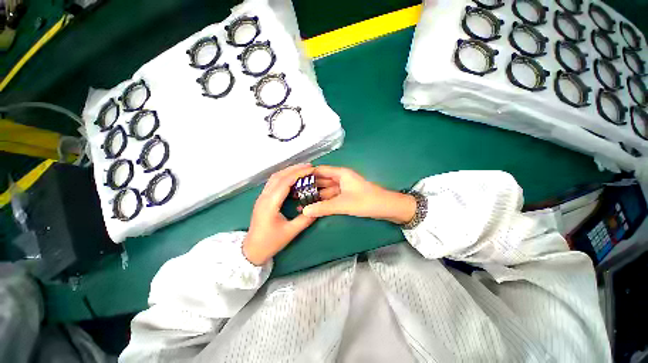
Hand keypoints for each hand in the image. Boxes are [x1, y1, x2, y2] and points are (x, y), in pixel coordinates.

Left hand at [243, 164, 316, 265]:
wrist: (252, 250)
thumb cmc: (270, 242)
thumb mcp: (290, 232)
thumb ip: (305, 219)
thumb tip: (318, 209)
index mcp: (270, 204)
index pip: (285, 182)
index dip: (298, 173)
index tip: (311, 169)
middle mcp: (264, 197)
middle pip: (278, 176)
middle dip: (294, 169)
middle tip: (309, 166)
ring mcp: (262, 197)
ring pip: (274, 178)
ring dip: (288, 171)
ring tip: (302, 169)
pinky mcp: (263, 199)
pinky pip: (273, 183)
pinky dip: (284, 177)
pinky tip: (292, 178)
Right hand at [302, 166, 415, 223]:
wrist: (387, 208)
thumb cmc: (367, 201)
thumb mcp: (343, 204)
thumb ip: (324, 207)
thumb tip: (304, 211)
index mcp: (341, 174)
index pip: (320, 170)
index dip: (307, 174)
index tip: (293, 180)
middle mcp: (340, 178)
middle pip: (321, 180)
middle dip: (309, 186)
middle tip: (293, 193)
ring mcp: (343, 188)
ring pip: (325, 190)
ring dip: (315, 195)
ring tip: (300, 201)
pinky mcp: (345, 196)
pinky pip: (331, 197)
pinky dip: (323, 202)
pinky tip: (313, 207)